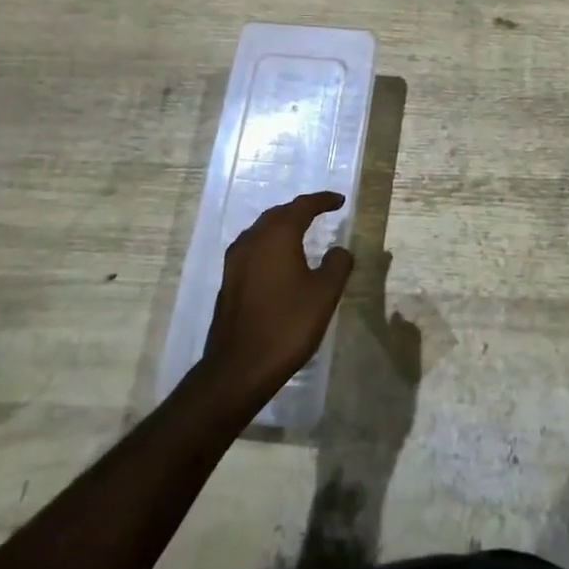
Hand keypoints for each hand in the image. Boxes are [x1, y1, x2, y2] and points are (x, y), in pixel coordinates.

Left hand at [201, 192, 353, 402]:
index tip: (339, 201)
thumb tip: (339, 250)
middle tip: (321, 212)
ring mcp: (236, 260)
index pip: (302, 206)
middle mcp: (253, 240)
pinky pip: (253, 248)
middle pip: (278, 214)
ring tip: (301, 231)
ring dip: (283, 225)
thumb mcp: (324, 294)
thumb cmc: (287, 325)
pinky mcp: (228, 280)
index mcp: (277, 236)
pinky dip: (270, 244)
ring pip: (262, 230)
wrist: (239, 367)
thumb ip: (337, 264)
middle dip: (300, 210)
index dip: (323, 201)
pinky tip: (279, 259)